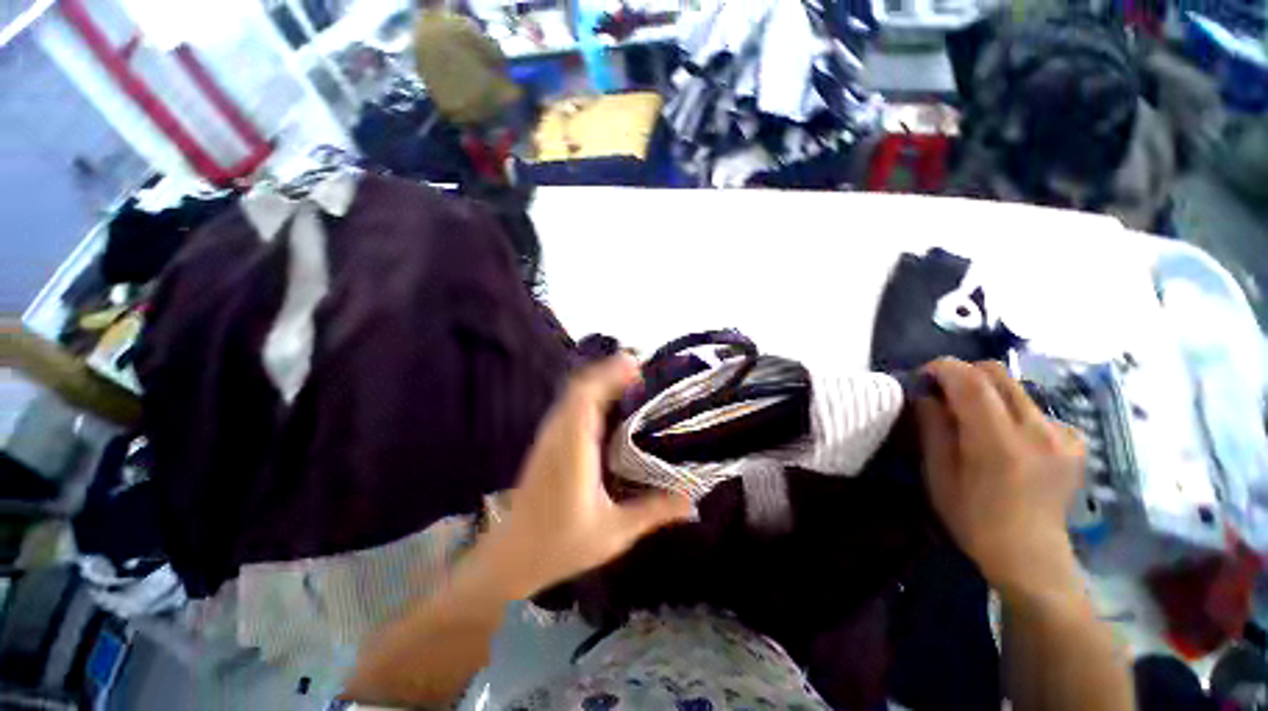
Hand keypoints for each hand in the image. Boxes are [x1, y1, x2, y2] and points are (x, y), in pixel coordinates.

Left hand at [482, 354, 693, 598]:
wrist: (511, 556)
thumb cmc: (561, 545)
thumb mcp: (614, 532)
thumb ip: (653, 512)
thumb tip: (691, 499)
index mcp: (574, 450)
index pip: (586, 398)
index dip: (609, 376)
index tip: (636, 365)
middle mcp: (558, 435)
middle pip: (579, 388)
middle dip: (608, 371)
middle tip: (640, 367)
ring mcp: (549, 436)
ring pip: (572, 394)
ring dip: (598, 379)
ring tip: (628, 377)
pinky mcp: (547, 442)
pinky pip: (568, 405)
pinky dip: (589, 393)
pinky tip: (606, 401)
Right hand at [916, 359, 1086, 597]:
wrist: (1031, 555)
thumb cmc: (973, 519)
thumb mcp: (938, 475)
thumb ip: (933, 428)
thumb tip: (926, 394)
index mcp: (999, 442)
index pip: (971, 381)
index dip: (943, 368)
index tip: (923, 375)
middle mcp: (1038, 430)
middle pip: (997, 373)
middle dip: (963, 373)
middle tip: (943, 392)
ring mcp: (1063, 434)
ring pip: (1015, 387)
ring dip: (986, 391)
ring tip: (972, 416)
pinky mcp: (1075, 440)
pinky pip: (1034, 407)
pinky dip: (1011, 409)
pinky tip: (1007, 436)